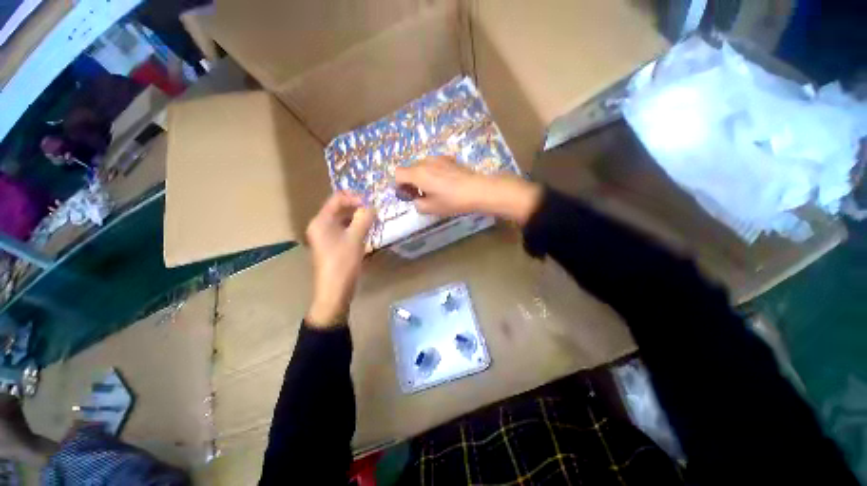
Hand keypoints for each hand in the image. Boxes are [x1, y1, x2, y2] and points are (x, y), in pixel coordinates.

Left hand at [305, 192, 375, 326]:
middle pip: (340, 208)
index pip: (337, 198)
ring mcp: (326, 236)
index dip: (355, 197)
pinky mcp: (333, 245)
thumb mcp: (355, 238)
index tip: (372, 203)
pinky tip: (368, 231)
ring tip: (374, 220)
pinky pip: (345, 229)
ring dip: (359, 217)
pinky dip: (356, 227)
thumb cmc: (343, 263)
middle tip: (376, 211)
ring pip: (344, 219)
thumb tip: (373, 206)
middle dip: (358, 207)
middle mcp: (321, 225)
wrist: (334, 291)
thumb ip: (364, 219)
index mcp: (321, 221)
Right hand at [395, 156, 542, 224]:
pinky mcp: (449, 159)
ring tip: (434, 188)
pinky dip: (433, 172)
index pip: (398, 173)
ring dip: (422, 176)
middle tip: (420, 194)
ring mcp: (438, 158)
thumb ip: (418, 204)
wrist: (477, 190)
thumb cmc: (452, 201)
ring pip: (422, 166)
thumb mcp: (431, 208)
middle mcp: (425, 162)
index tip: (408, 195)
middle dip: (411, 181)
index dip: (399, 185)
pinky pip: (434, 164)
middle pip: (410, 169)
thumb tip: (417, 200)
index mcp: (417, 173)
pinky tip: (445, 182)